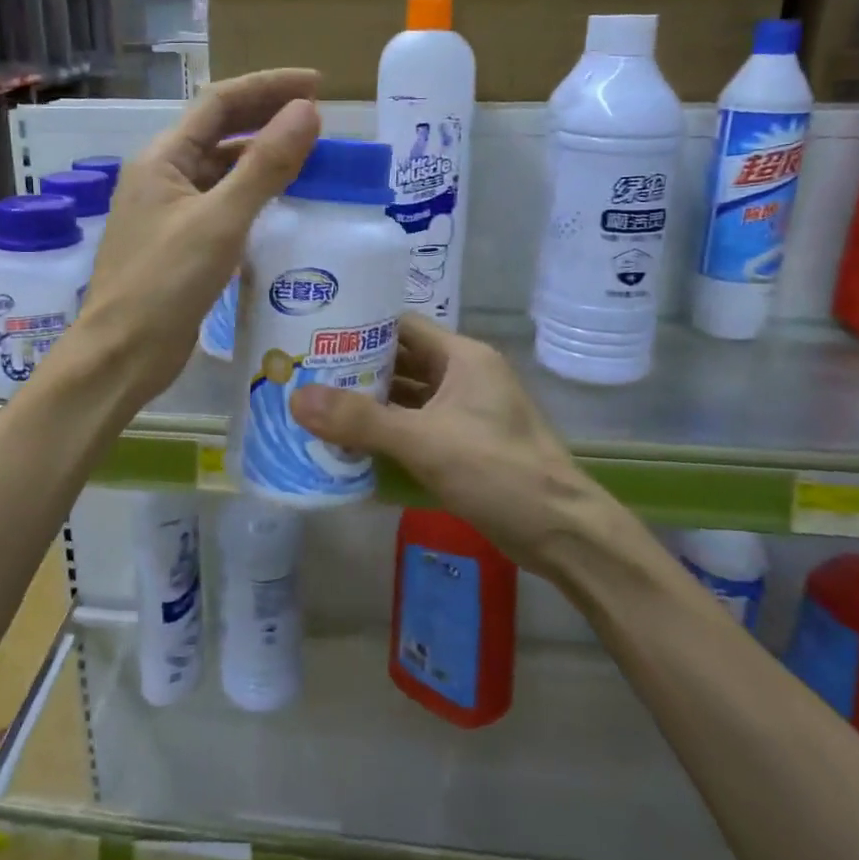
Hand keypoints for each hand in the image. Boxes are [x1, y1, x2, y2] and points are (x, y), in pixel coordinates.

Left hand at [73, 70, 320, 407]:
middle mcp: (163, 177)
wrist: (122, 354)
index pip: (219, 102)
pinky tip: (284, 206)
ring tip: (311, 158)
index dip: (268, 87)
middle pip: (220, 132)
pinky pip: (222, 206)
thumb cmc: (164, 284)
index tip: (317, 86)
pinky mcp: (181, 245)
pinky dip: (253, 197)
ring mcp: (170, 212)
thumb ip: (264, 166)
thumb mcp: (220, 220)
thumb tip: (307, 112)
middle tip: (320, 118)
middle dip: (267, 118)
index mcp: (162, 158)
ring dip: (262, 159)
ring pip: (222, 171)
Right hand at [289, 315, 625, 569]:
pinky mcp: (463, 445)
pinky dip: (386, 432)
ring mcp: (465, 412)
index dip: (359, 327)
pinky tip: (350, 443)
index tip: (314, 336)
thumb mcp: (424, 442)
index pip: (401, 326)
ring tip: (316, 406)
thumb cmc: (498, 472)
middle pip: (400, 361)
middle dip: (355, 369)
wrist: (561, 533)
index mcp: (462, 357)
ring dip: (368, 403)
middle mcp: (463, 376)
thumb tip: (296, 399)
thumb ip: (361, 421)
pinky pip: (415, 427)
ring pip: (406, 397)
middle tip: (304, 374)